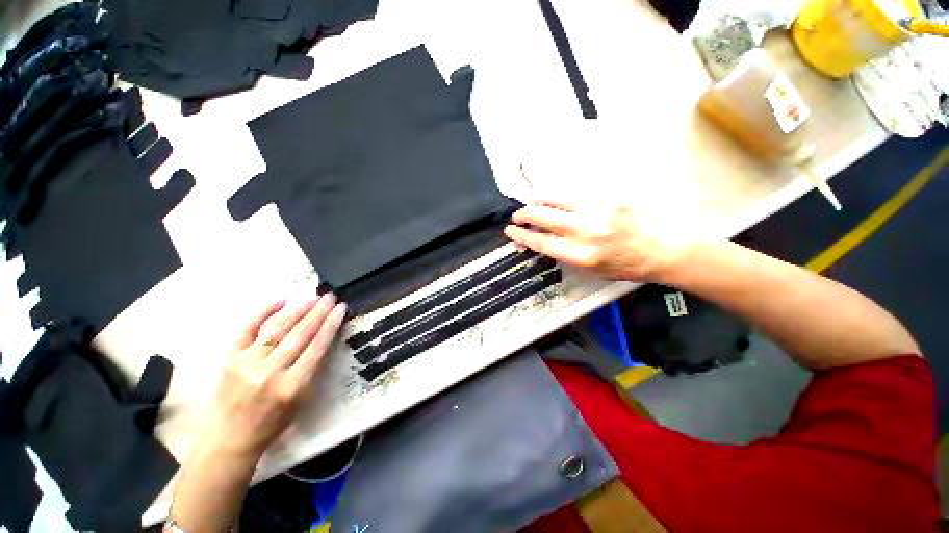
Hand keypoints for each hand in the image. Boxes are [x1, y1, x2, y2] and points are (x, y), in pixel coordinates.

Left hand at [201, 293, 346, 457]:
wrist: (230, 436)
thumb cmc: (273, 421)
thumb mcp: (301, 399)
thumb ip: (312, 369)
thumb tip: (322, 338)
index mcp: (292, 385)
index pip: (317, 346)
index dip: (331, 324)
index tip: (341, 308)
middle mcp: (271, 371)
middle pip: (300, 334)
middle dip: (318, 312)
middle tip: (330, 297)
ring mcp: (248, 362)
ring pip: (277, 328)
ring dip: (297, 310)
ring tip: (312, 297)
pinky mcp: (230, 357)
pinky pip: (247, 328)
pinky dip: (263, 312)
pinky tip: (280, 300)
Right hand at [504, 199, 692, 282]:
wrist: (668, 248)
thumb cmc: (630, 265)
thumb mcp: (594, 270)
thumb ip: (568, 255)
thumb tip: (547, 242)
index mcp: (581, 255)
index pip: (540, 242)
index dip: (521, 235)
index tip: (510, 231)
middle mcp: (585, 231)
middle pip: (543, 216)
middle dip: (524, 214)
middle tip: (517, 215)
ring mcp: (597, 209)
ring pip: (556, 198)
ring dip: (539, 199)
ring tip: (532, 201)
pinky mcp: (609, 194)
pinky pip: (576, 191)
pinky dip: (561, 195)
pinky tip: (557, 196)